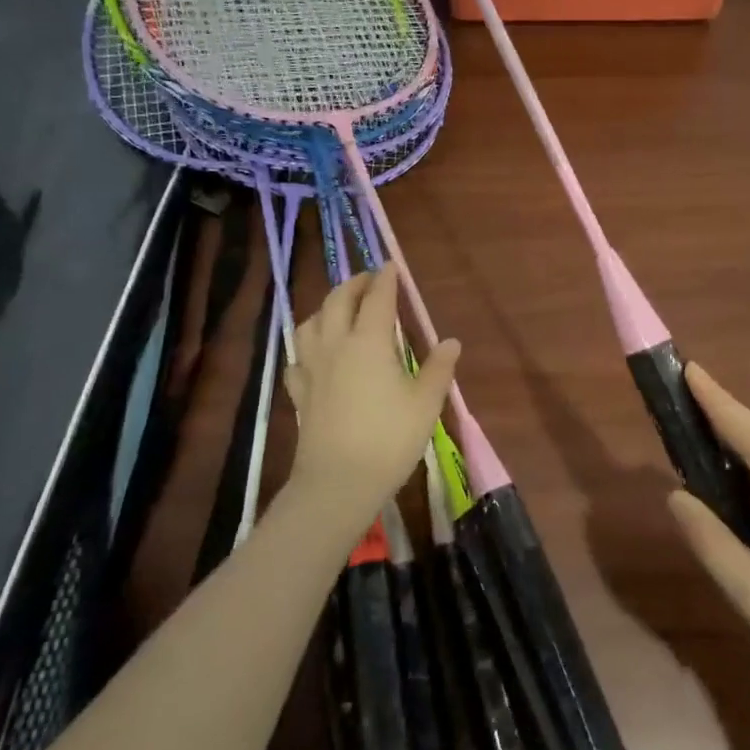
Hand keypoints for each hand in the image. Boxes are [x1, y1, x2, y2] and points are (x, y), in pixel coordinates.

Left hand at [284, 266, 458, 542]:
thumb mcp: (426, 403)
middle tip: (369, 280)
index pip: (378, 298)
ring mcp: (312, 368)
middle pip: (338, 301)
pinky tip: (314, 354)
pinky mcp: (299, 392)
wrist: (338, 483)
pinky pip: (298, 357)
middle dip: (354, 283)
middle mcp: (336, 345)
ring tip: (339, 309)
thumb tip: (451, 341)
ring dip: (325, 307)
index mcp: (369, 342)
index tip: (392, 266)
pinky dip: (307, 345)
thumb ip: (438, 368)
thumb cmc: (389, 439)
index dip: (386, 279)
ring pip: (310, 323)